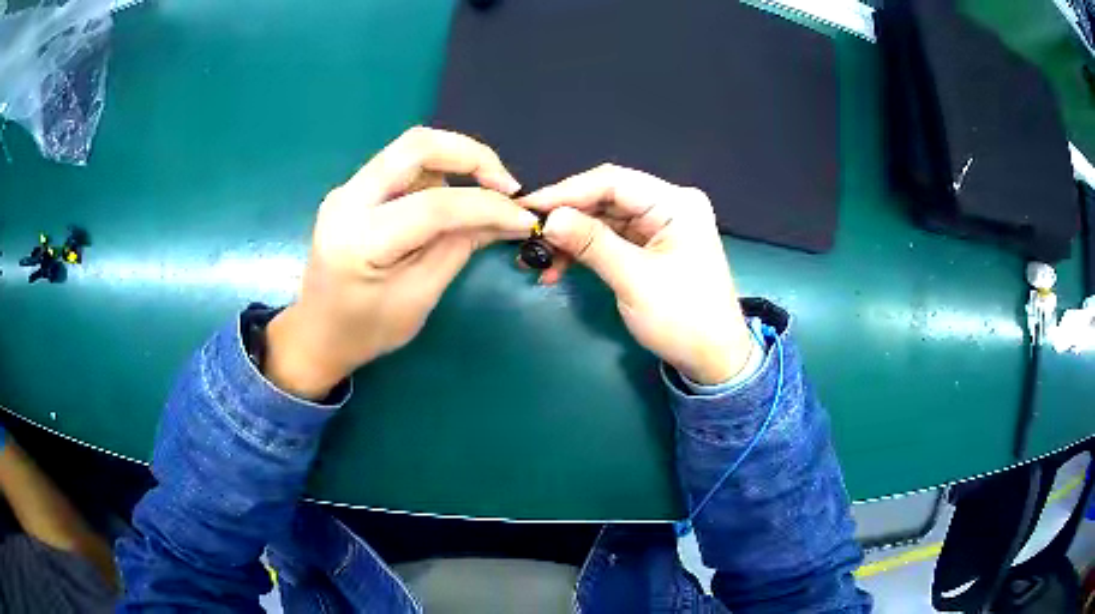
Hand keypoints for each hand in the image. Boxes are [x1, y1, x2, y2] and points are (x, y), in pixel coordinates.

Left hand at [266, 127, 537, 398]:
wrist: (316, 334)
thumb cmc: (365, 331)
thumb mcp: (419, 297)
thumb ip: (460, 248)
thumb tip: (506, 217)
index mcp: (360, 240)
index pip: (434, 205)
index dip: (487, 206)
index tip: (523, 218)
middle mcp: (347, 201)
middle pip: (417, 146)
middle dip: (472, 156)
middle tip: (505, 185)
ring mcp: (346, 190)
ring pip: (411, 151)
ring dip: (455, 165)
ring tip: (480, 200)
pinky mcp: (352, 190)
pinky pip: (402, 167)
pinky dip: (436, 175)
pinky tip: (449, 203)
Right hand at [522, 165, 752, 384]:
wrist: (714, 360)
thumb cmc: (683, 319)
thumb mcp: (635, 280)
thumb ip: (591, 243)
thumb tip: (548, 218)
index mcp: (676, 203)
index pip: (613, 181)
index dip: (566, 191)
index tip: (528, 208)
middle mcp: (668, 205)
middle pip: (606, 197)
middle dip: (566, 216)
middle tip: (527, 234)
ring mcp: (660, 225)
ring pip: (603, 219)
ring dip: (570, 237)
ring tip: (536, 258)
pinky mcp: (651, 246)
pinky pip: (610, 238)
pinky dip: (584, 251)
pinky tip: (557, 268)